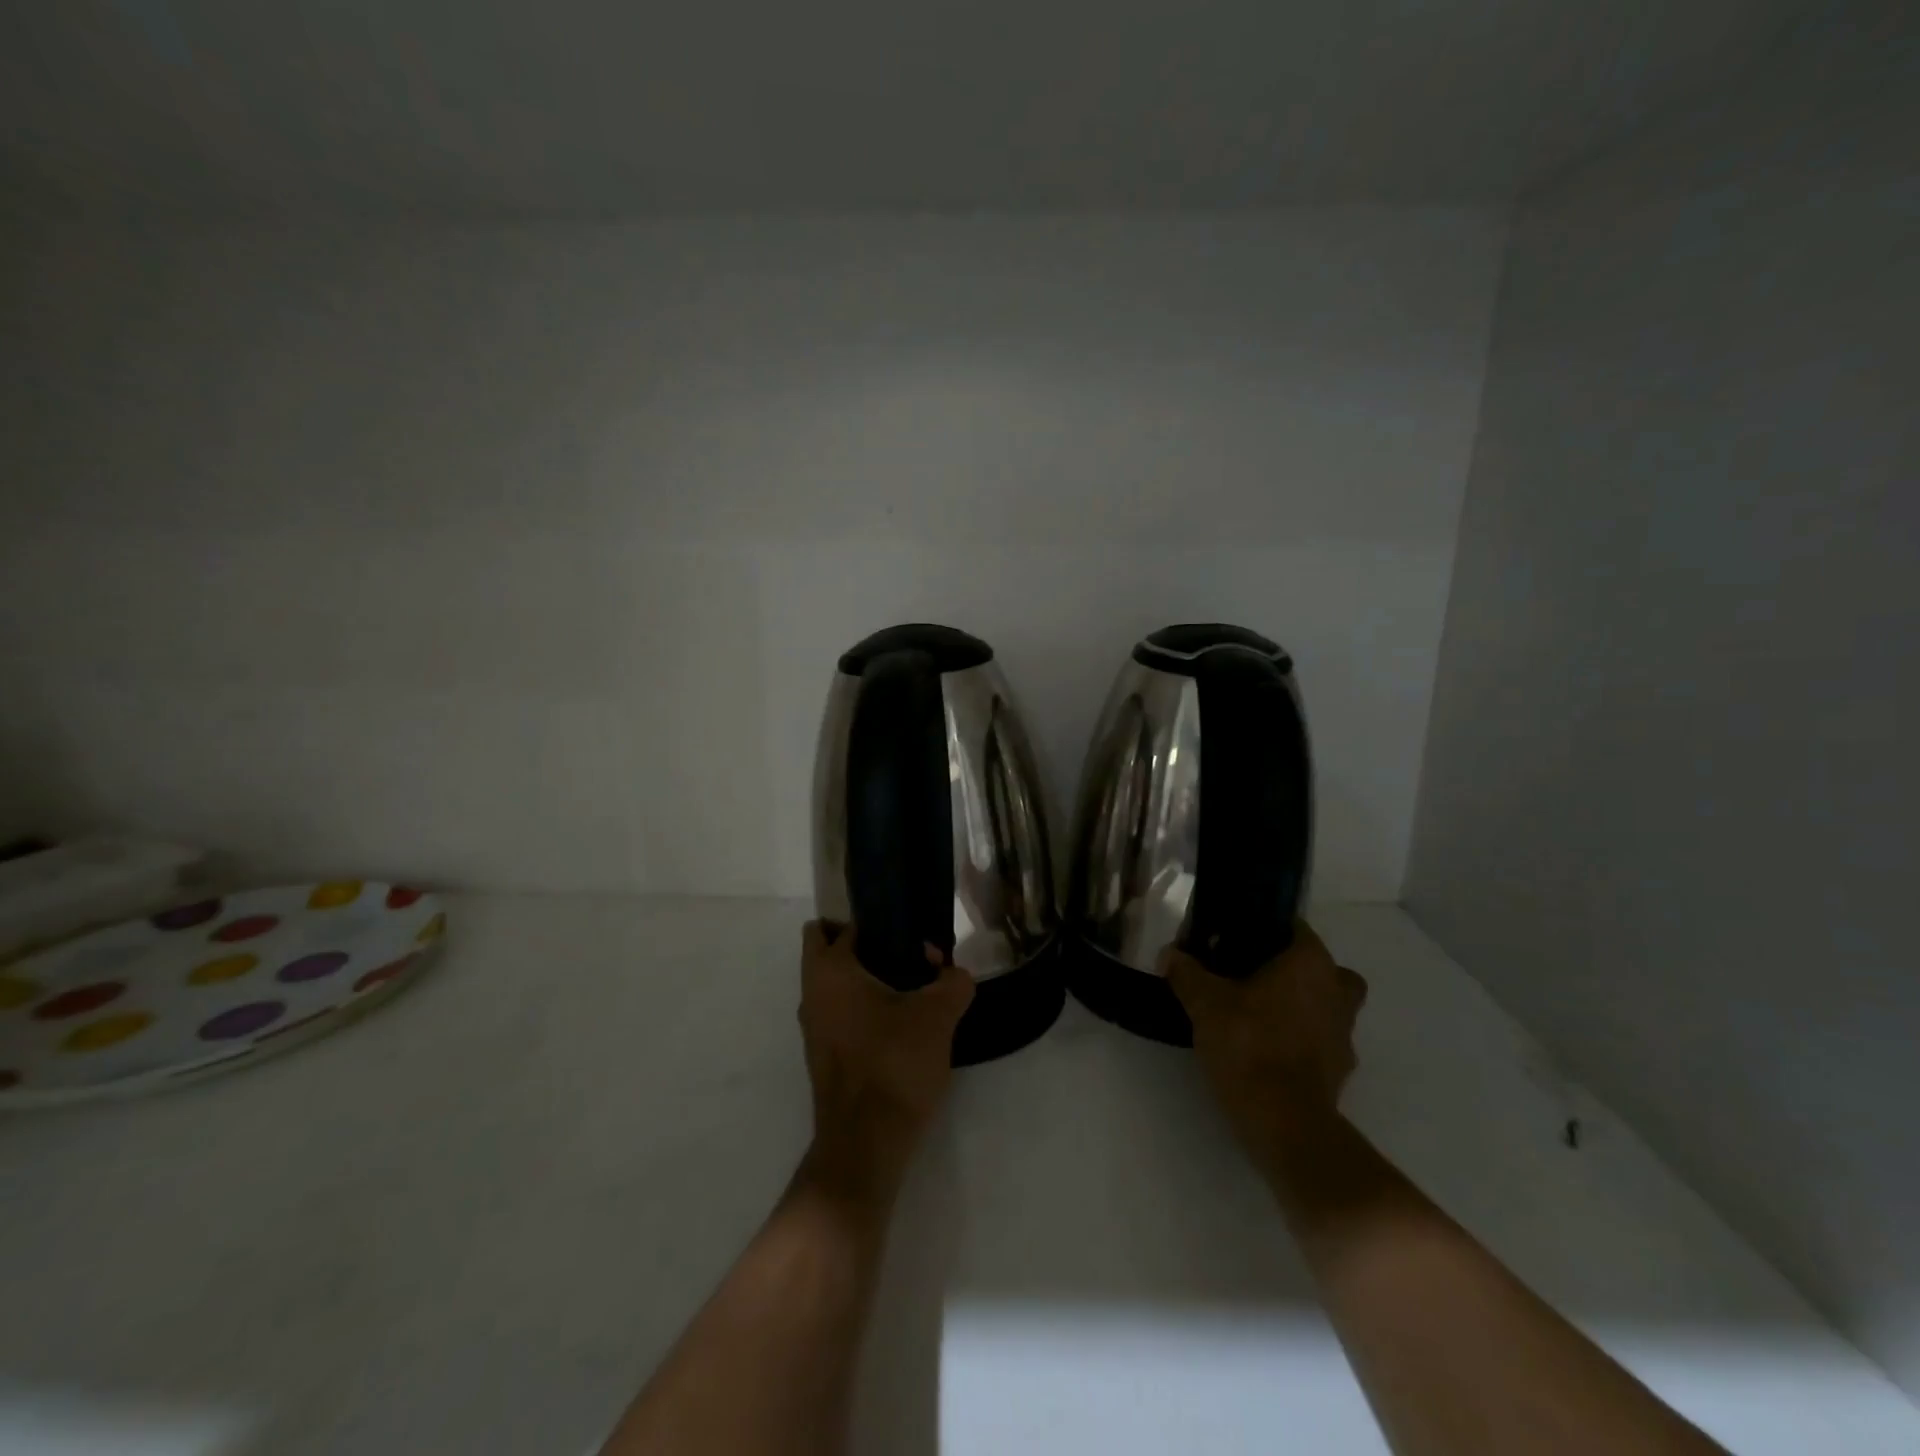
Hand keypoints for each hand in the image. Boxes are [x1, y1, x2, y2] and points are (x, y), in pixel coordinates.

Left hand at [796, 920, 974, 1208]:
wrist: (866, 1144)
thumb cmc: (893, 1063)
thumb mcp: (937, 1015)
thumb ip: (952, 982)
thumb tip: (954, 974)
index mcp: (829, 972)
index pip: (833, 926)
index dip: (873, 923)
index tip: (907, 933)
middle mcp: (811, 994)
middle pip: (828, 952)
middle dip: (865, 948)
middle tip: (908, 955)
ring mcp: (814, 1029)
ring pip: (836, 986)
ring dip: (867, 981)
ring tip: (914, 990)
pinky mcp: (825, 1057)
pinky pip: (842, 1015)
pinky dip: (865, 1010)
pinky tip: (902, 1025)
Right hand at [1163, 921, 1367, 1177]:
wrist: (1285, 1122)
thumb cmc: (1250, 1045)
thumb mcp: (1204, 1002)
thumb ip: (1186, 972)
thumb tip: (1169, 954)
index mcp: (1311, 963)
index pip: (1293, 927)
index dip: (1263, 928)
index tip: (1233, 938)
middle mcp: (1338, 990)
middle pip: (1316, 966)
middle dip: (1287, 969)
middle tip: (1249, 975)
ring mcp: (1345, 1032)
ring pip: (1323, 1003)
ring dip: (1297, 1005)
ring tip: (1254, 1013)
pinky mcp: (1340, 1068)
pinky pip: (1319, 1038)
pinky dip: (1298, 1039)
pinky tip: (1264, 1047)